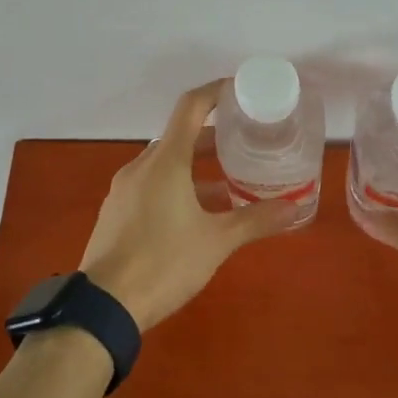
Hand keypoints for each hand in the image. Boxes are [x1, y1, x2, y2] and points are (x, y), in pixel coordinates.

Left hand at [80, 80, 295, 330]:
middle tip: (245, 142)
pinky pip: (151, 184)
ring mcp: (124, 189)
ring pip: (165, 163)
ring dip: (195, 166)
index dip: (216, 92)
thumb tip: (294, 207)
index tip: (240, 91)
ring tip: (228, 182)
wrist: (103, 306)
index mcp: (165, 162)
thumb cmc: (164, 263)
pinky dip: (176, 185)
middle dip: (212, 137)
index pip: (191, 107)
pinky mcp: (116, 211)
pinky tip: (196, 212)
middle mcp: (141, 166)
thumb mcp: (216, 242)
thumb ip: (255, 220)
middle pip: (179, 136)